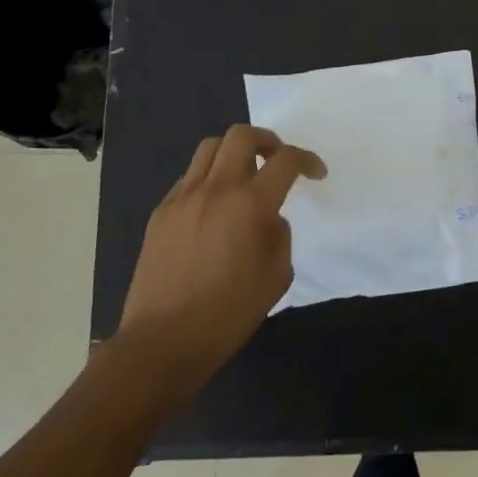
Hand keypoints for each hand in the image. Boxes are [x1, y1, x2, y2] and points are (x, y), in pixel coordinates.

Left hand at [116, 125, 324, 393]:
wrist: (163, 341)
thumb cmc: (228, 314)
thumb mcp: (276, 277)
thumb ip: (279, 236)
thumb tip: (269, 219)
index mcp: (249, 205)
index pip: (285, 161)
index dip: (307, 160)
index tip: (316, 173)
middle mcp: (214, 190)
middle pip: (241, 135)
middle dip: (267, 141)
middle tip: (277, 162)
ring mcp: (182, 198)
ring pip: (209, 149)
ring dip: (234, 153)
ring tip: (245, 179)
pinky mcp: (161, 213)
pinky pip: (189, 178)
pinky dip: (209, 179)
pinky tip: (215, 209)